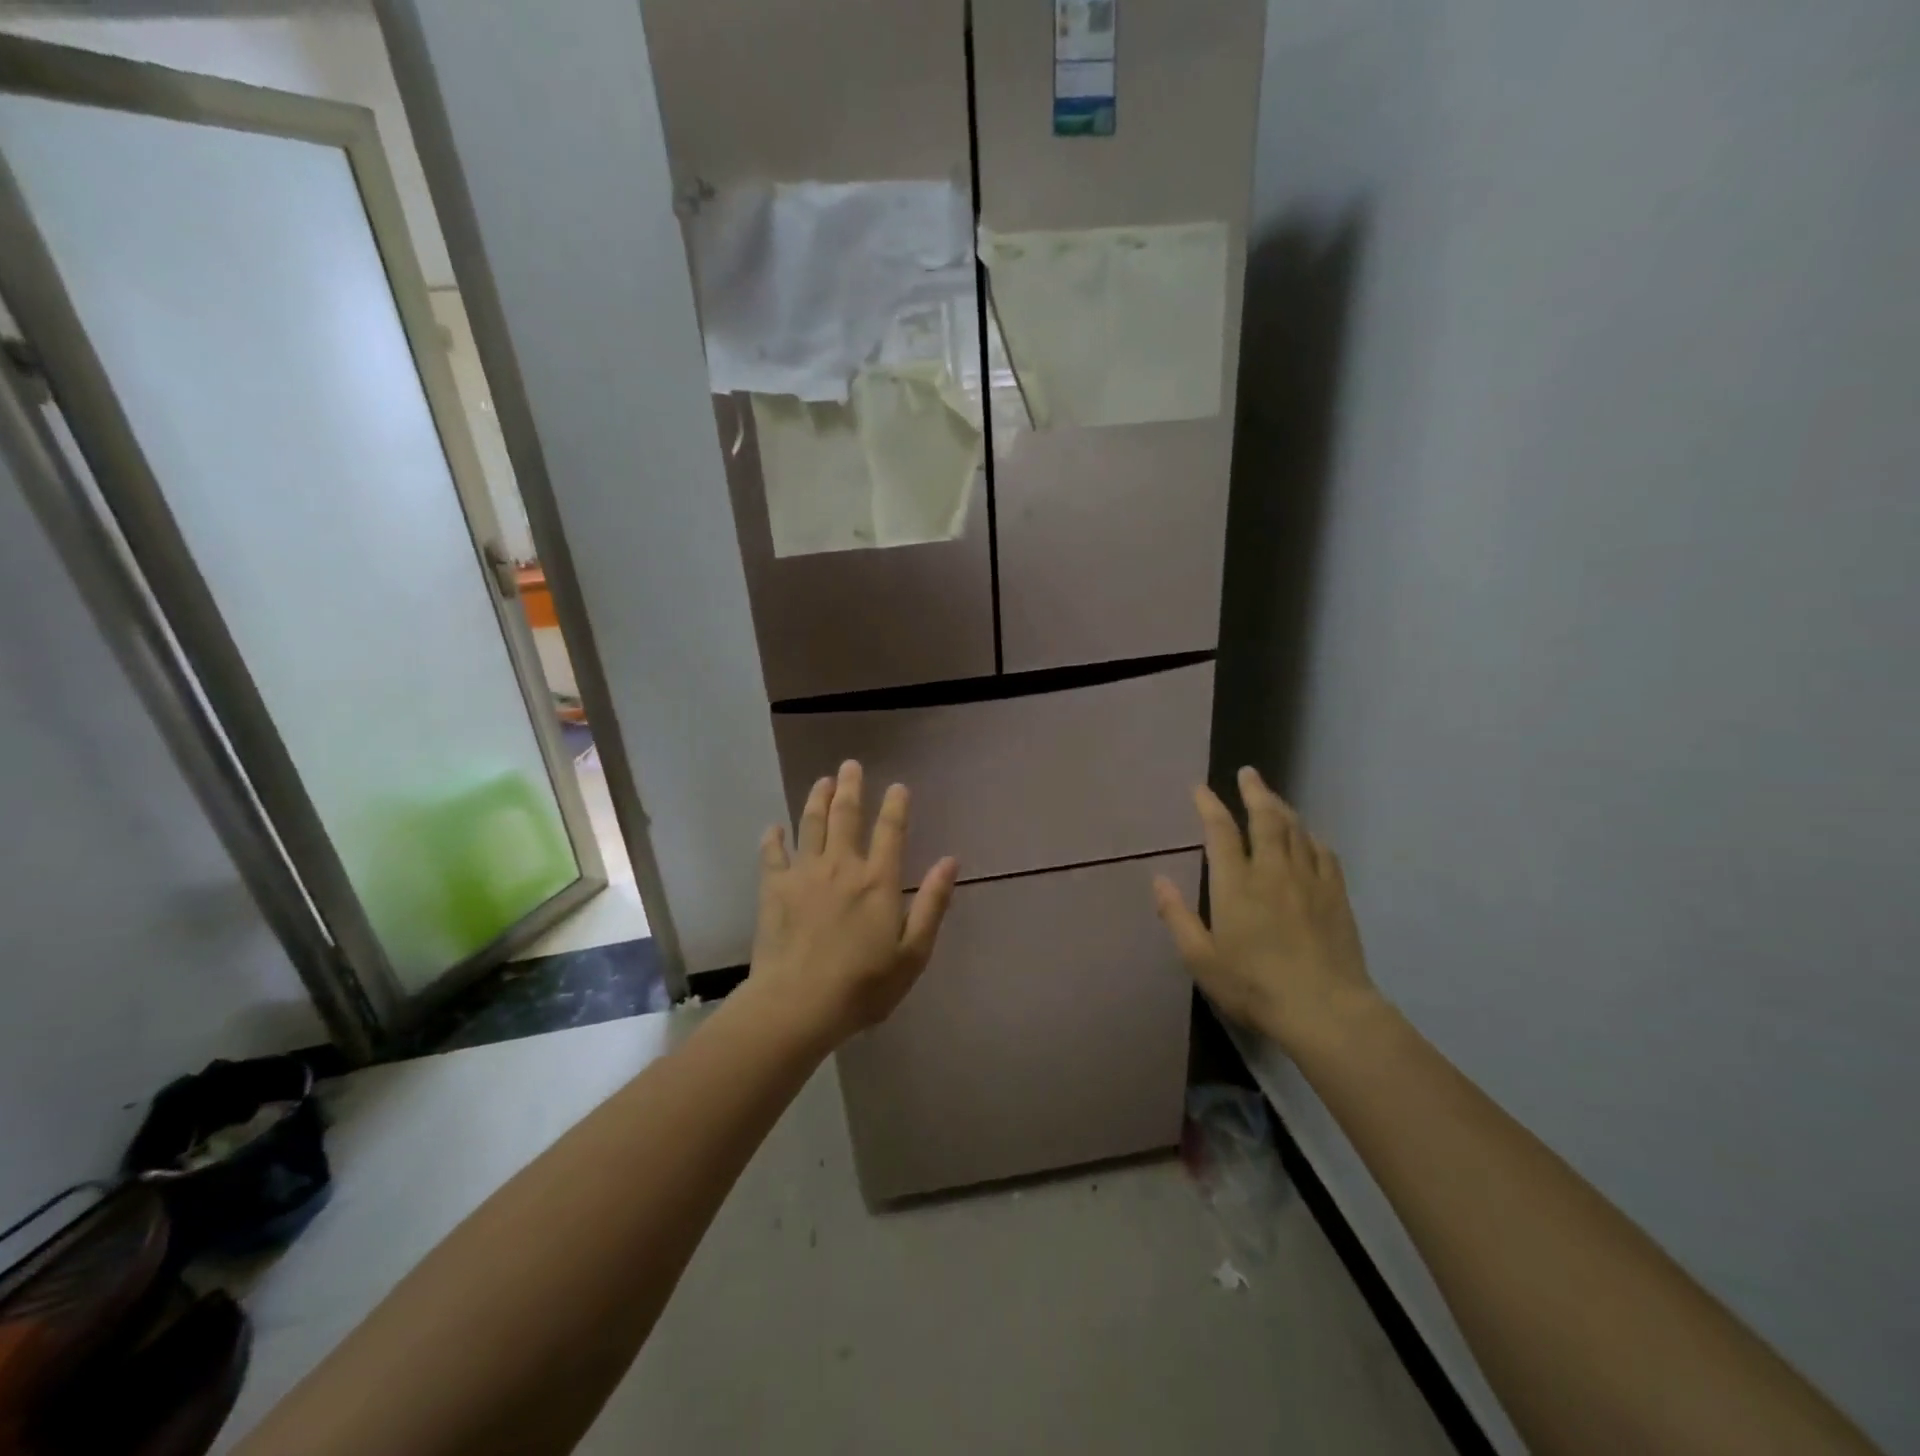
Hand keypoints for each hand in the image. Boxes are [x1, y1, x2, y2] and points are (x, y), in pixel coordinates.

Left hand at [747, 760, 958, 1048]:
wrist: (798, 1005)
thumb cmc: (863, 985)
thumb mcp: (913, 953)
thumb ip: (932, 904)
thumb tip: (950, 861)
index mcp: (878, 881)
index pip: (890, 831)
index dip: (896, 806)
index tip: (898, 786)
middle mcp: (841, 866)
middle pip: (846, 815)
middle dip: (850, 787)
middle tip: (850, 765)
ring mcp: (804, 874)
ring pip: (811, 825)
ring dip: (817, 799)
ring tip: (821, 782)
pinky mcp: (774, 889)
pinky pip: (772, 854)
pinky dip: (774, 838)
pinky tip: (774, 828)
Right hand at [1154, 766, 1382, 1053]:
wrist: (1325, 1010)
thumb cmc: (1254, 986)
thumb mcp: (1201, 959)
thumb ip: (1178, 917)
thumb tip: (1158, 880)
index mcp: (1236, 884)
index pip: (1221, 832)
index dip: (1209, 806)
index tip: (1200, 788)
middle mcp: (1272, 872)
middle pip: (1265, 819)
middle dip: (1254, 792)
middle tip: (1247, 773)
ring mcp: (1309, 881)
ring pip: (1296, 831)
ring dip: (1282, 808)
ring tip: (1272, 797)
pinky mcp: (1336, 896)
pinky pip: (1324, 854)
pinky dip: (1311, 838)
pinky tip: (1309, 838)